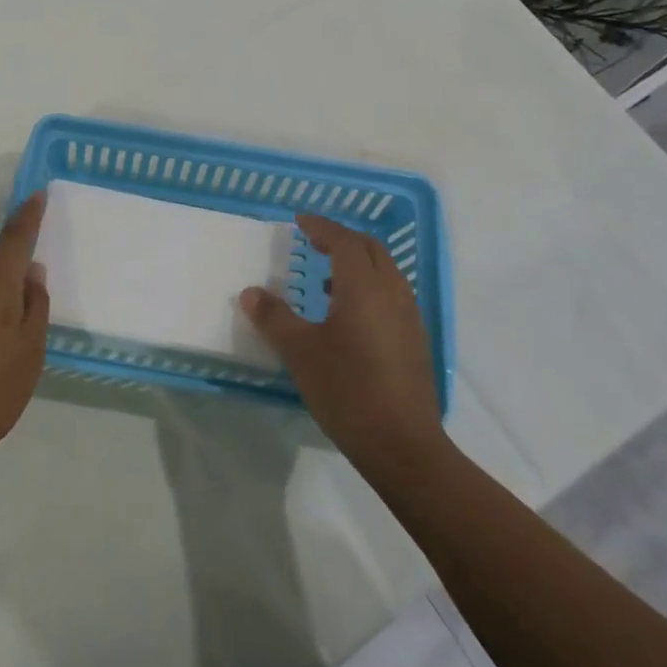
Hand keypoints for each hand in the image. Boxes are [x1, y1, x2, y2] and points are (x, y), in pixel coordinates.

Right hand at [240, 212, 447, 479]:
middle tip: (314, 240)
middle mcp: (392, 293)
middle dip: (343, 238)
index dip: (322, 226)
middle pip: (371, 250)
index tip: (300, 220)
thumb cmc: (347, 390)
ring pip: (386, 272)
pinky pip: (392, 294)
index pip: (344, 241)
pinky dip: (370, 286)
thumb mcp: (300, 353)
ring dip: (358, 263)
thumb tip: (251, 293)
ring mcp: (409, 317)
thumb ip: (274, 318)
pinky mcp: (415, 341)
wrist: (403, 446)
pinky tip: (349, 314)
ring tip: (326, 277)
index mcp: (364, 288)